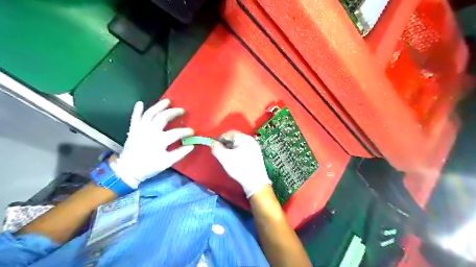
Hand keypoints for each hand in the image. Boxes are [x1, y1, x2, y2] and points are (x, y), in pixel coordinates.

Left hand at [111, 100, 194, 187]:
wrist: (128, 170)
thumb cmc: (149, 167)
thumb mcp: (166, 163)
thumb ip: (179, 154)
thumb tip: (191, 146)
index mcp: (159, 141)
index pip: (176, 133)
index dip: (186, 131)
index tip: (192, 131)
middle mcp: (150, 132)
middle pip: (163, 117)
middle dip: (174, 112)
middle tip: (182, 110)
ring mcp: (140, 129)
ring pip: (150, 113)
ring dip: (158, 106)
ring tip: (167, 101)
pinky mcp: (133, 130)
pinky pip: (134, 117)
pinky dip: (137, 110)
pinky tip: (140, 103)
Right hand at [212, 130, 271, 196]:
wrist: (255, 181)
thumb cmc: (239, 167)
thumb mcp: (224, 157)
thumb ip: (216, 148)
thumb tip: (213, 143)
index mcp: (243, 137)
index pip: (229, 133)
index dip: (220, 138)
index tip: (215, 147)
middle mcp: (251, 139)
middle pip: (235, 138)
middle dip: (226, 143)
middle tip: (221, 152)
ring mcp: (255, 147)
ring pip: (240, 144)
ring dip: (232, 148)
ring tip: (227, 157)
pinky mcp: (257, 154)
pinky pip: (245, 149)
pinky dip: (238, 152)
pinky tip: (236, 160)